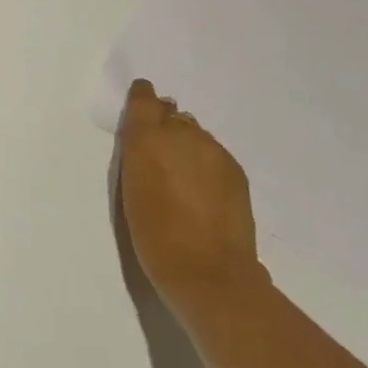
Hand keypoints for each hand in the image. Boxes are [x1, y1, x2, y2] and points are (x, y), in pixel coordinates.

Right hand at [116, 80, 264, 306]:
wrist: (207, 270)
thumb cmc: (153, 234)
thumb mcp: (132, 188)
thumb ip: (140, 155)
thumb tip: (152, 140)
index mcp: (147, 138)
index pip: (145, 100)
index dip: (143, 97)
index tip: (141, 98)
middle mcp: (182, 134)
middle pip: (172, 116)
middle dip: (165, 126)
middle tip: (160, 152)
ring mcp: (213, 150)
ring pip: (196, 134)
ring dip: (187, 145)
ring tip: (182, 174)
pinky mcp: (235, 169)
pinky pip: (214, 154)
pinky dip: (205, 163)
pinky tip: (203, 189)